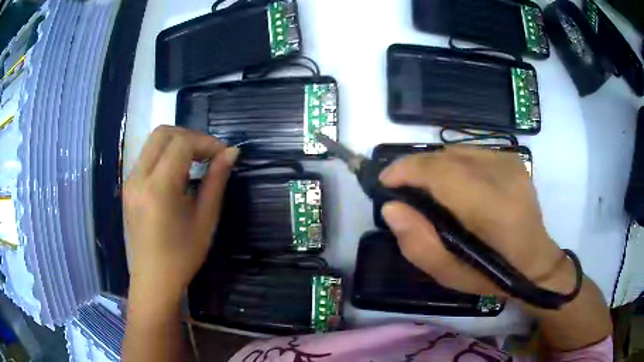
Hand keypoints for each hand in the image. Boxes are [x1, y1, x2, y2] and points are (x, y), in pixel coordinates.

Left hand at [123, 126, 237, 302]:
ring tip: (196, 161)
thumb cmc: (182, 255)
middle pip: (162, 133)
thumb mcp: (205, 219)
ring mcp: (130, 180)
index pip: (181, 143)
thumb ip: (216, 181)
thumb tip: (231, 152)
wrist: (154, 279)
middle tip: (209, 154)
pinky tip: (179, 173)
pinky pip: (147, 156)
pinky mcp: (128, 186)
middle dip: (190, 136)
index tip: (223, 155)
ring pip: (153, 142)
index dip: (206, 142)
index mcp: (158, 188)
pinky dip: (166, 154)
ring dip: (177, 143)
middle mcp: (139, 177)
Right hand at [379, 147, 568, 296]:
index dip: (407, 169)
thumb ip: (417, 242)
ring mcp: (510, 162)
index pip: (441, 172)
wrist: (534, 260)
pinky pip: (470, 152)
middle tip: (402, 189)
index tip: (385, 181)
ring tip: (426, 188)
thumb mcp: (448, 274)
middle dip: (416, 167)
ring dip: (433, 166)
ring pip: (456, 151)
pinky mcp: (512, 158)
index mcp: (492, 208)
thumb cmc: (491, 274)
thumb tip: (392, 207)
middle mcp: (503, 175)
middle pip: (445, 157)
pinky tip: (452, 184)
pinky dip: (452, 164)